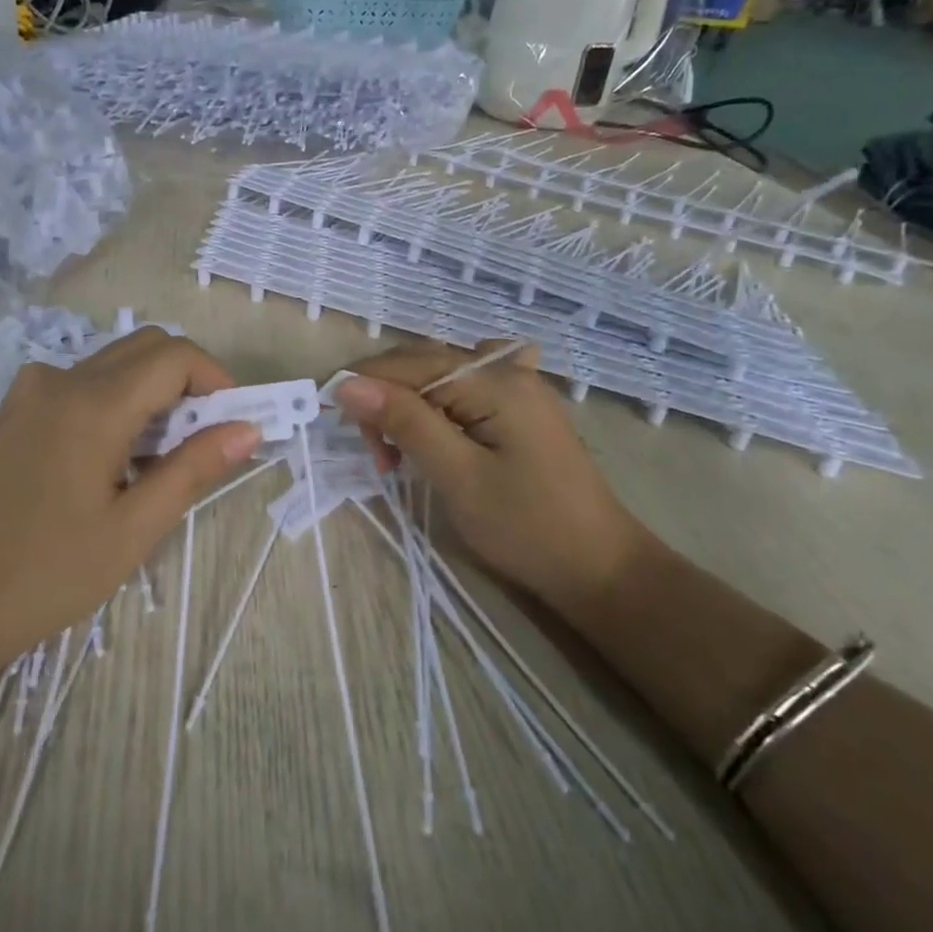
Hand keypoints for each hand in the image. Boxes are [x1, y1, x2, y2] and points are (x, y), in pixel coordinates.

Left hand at [0, 329, 260, 664]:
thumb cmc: (49, 572)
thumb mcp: (134, 527)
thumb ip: (193, 468)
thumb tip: (248, 430)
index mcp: (95, 405)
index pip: (176, 356)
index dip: (216, 380)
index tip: (232, 424)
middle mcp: (62, 378)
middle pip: (147, 347)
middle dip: (188, 381)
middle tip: (202, 439)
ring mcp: (32, 389)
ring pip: (115, 361)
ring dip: (152, 391)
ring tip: (158, 457)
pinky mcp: (16, 407)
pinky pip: (83, 381)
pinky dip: (117, 400)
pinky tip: (113, 457)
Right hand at [331, 340, 657, 609]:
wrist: (599, 567)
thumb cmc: (527, 527)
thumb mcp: (457, 476)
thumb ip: (405, 422)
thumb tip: (347, 384)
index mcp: (494, 380)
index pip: (407, 364)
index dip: (362, 386)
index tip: (333, 426)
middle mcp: (507, 369)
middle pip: (423, 364)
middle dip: (385, 401)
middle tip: (378, 458)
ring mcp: (519, 388)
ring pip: (440, 377)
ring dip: (408, 407)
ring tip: (401, 454)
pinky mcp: (521, 410)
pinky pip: (465, 391)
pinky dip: (437, 407)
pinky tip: (437, 428)